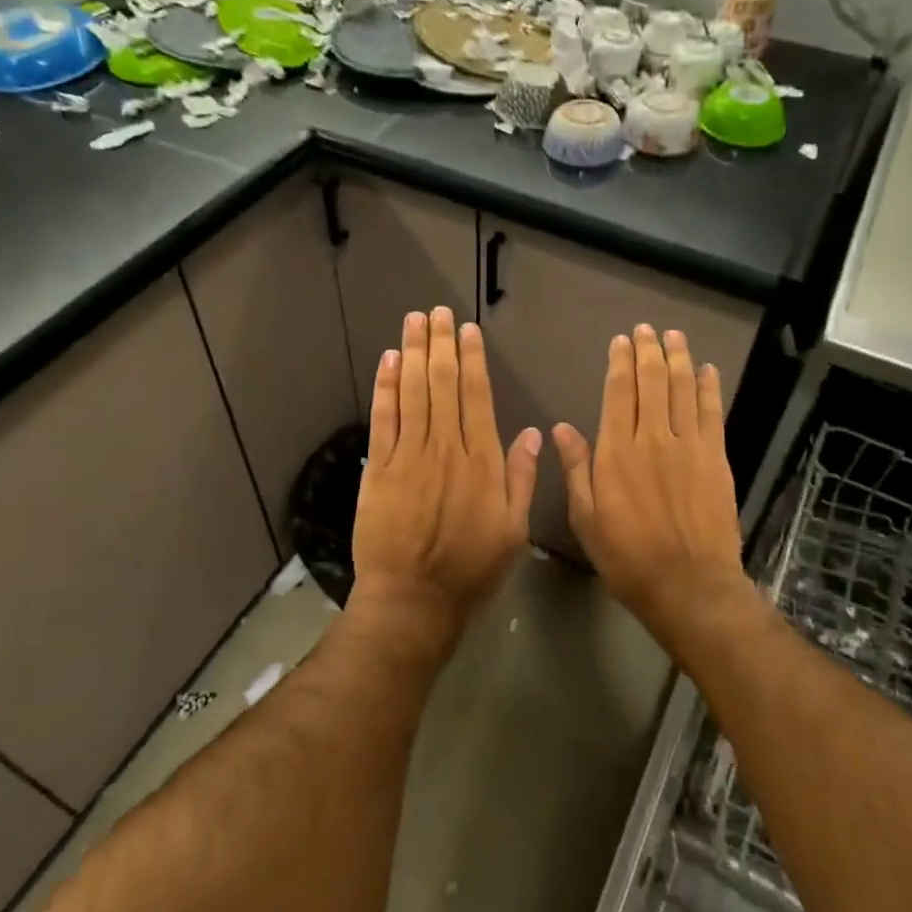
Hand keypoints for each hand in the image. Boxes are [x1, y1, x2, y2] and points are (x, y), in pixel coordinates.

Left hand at [350, 307, 540, 651]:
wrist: (413, 599)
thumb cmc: (471, 569)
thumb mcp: (513, 530)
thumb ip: (522, 478)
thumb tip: (532, 431)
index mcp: (482, 461)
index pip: (477, 396)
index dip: (472, 359)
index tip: (468, 331)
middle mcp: (446, 448)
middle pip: (442, 384)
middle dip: (441, 344)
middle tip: (437, 312)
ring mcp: (408, 455)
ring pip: (413, 392)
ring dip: (413, 352)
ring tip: (414, 321)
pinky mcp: (379, 468)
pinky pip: (383, 418)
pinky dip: (386, 386)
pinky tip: (389, 360)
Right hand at [553, 326, 744, 638]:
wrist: (689, 586)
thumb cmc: (627, 557)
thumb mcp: (585, 518)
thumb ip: (576, 468)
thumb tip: (560, 427)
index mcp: (617, 451)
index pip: (618, 393)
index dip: (620, 362)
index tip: (620, 340)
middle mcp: (653, 438)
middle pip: (652, 382)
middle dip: (649, 350)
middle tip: (647, 329)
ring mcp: (689, 446)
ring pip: (683, 389)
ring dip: (679, 359)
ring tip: (674, 336)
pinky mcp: (715, 459)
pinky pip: (712, 413)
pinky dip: (709, 388)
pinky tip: (708, 370)